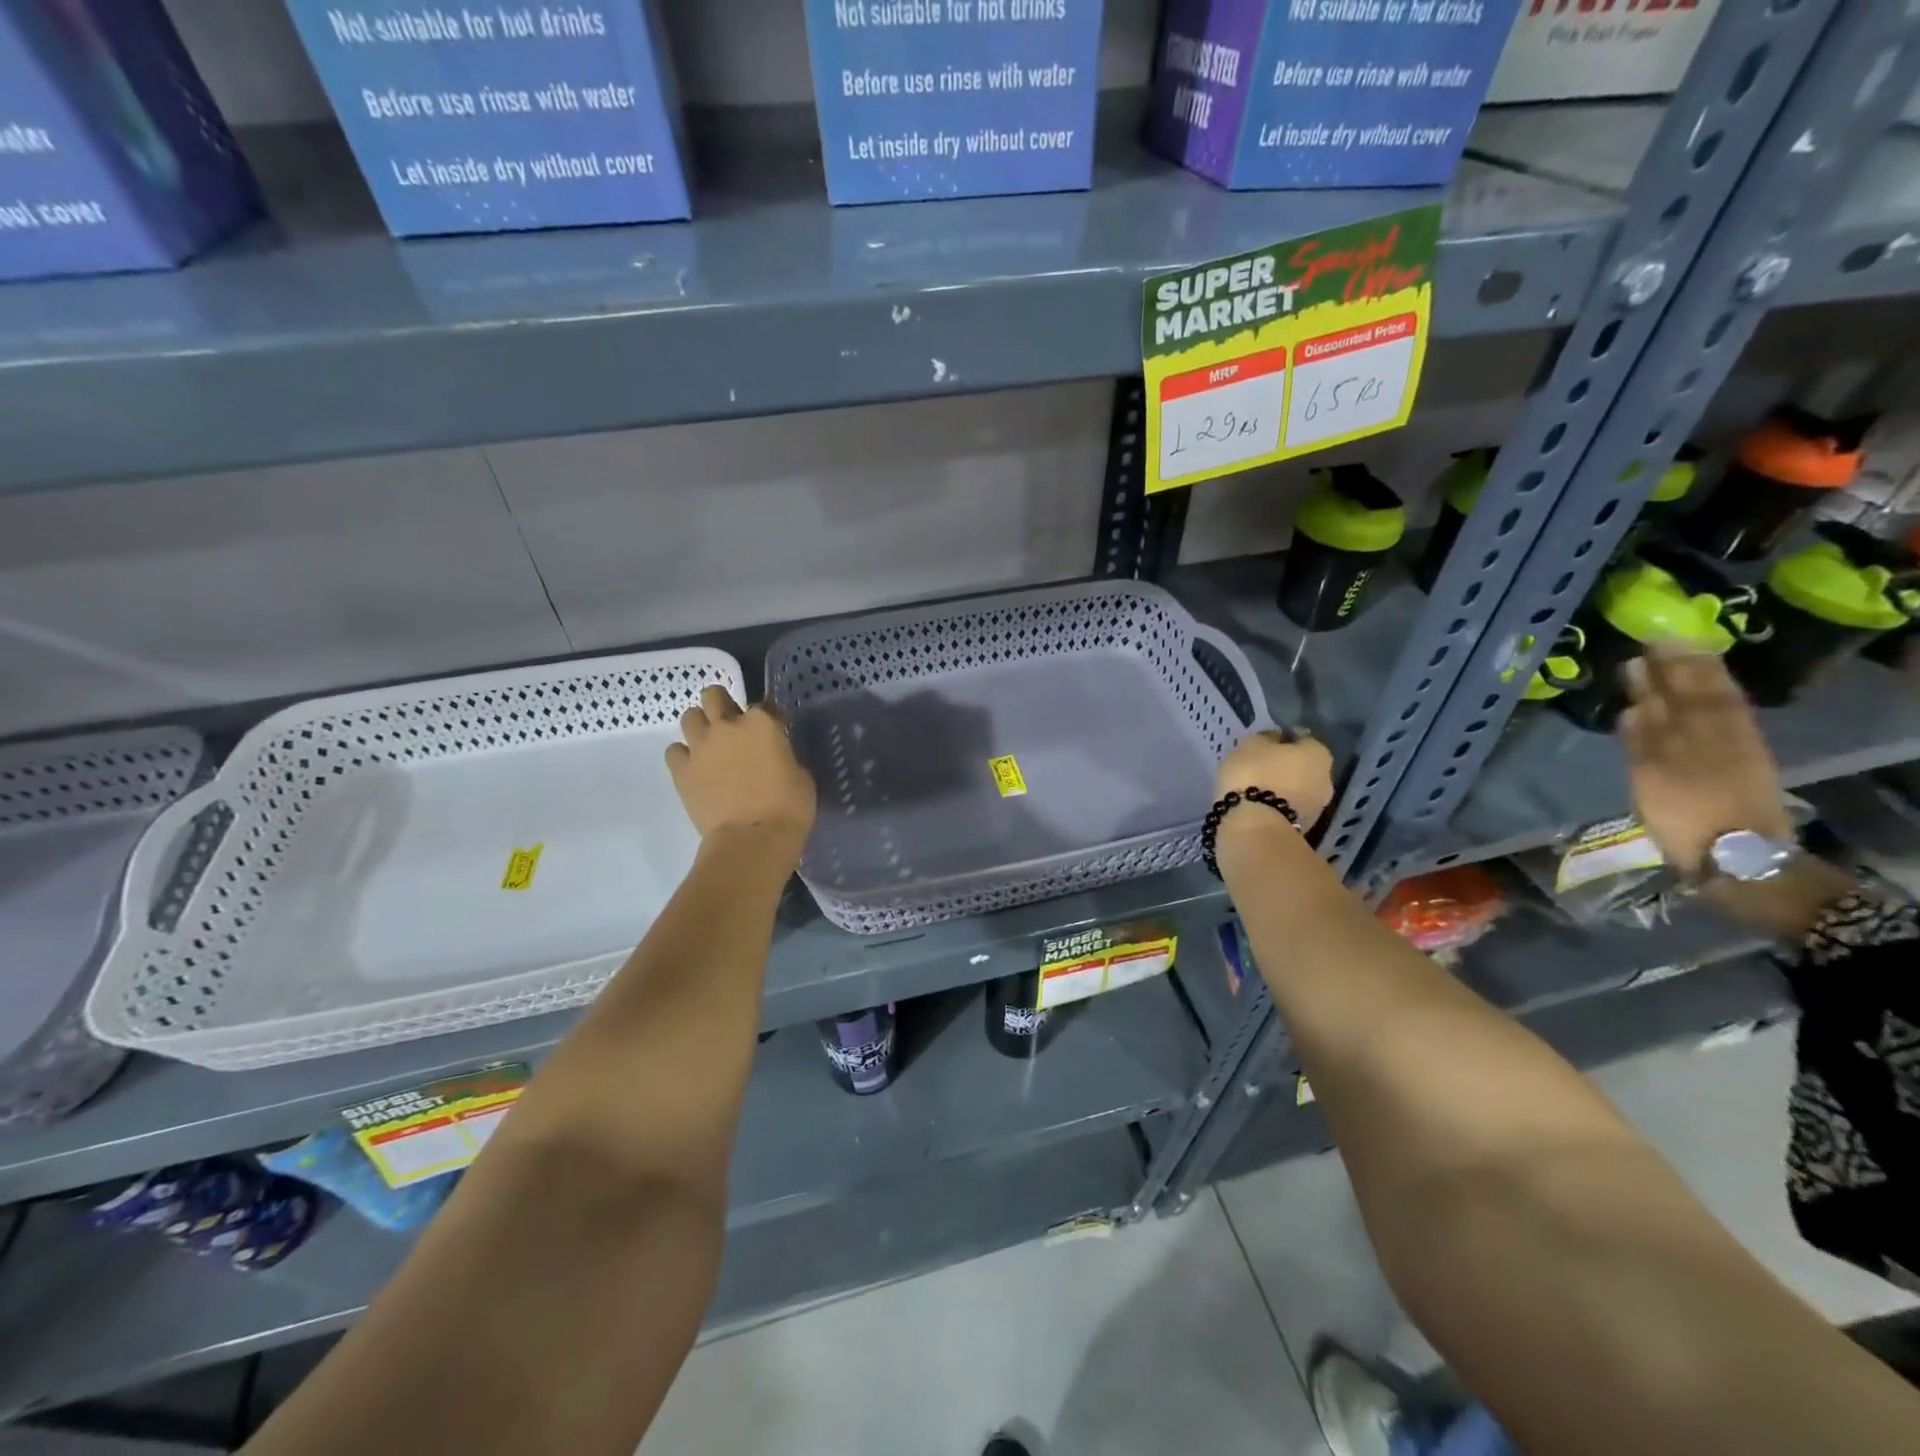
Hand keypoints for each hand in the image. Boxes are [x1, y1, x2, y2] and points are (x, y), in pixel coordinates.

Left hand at [666, 687, 816, 852]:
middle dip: (722, 704)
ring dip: (700, 725)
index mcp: (762, 723)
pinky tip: (694, 768)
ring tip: (709, 744)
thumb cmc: (788, 808)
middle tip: (730, 724)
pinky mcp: (681, 770)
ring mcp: (700, 746)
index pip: (764, 705)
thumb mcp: (800, 775)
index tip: (772, 733)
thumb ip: (784, 756)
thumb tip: (775, 757)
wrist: (752, 839)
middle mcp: (727, 725)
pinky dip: (683, 755)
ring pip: (689, 716)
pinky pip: (674, 751)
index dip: (768, 718)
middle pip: (714, 695)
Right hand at [1214, 729, 1336, 828]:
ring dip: (1283, 788)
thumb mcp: (1251, 745)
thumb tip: (1276, 737)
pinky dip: (1278, 805)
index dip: (1284, 739)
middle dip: (1286, 767)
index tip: (1266, 744)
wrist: (1255, 826)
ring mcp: (1318, 806)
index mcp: (1318, 752)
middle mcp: (1327, 777)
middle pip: (1304, 767)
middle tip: (1261, 767)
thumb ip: (1266, 738)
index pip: (1303, 739)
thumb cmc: (1254, 775)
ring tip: (1257, 789)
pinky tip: (1259, 805)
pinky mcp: (1305, 828)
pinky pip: (1290, 808)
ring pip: (1299, 789)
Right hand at [1618, 644, 1789, 878]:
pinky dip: (1706, 708)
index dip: (1664, 668)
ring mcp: (1728, 749)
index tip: (1648, 644)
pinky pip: (1724, 723)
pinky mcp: (1740, 764)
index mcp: (1692, 738)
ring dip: (1693, 682)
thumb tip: (1635, 708)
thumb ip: (1643, 742)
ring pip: (1711, 706)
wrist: (1736, 856)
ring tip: (1675, 661)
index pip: (1678, 693)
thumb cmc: (1685, 819)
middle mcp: (1712, 736)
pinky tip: (1701, 697)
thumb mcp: (1653, 781)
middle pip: (1694, 695)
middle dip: (1677, 669)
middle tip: (1660, 643)